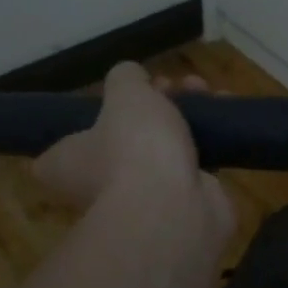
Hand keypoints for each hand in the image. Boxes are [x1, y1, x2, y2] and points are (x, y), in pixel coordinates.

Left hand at [35, 63, 232, 239]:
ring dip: (185, 116)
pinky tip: (224, 116)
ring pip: (162, 147)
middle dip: (154, 104)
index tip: (121, 96)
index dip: (92, 116)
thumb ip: (125, 77)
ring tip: (206, 92)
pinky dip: (208, 140)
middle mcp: (97, 185)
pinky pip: (192, 164)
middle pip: (124, 137)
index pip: (63, 145)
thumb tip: (130, 77)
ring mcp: (141, 198)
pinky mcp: (180, 205)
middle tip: (173, 86)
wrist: (174, 210)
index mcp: (67, 165)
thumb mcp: (125, 93)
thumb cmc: (134, 148)